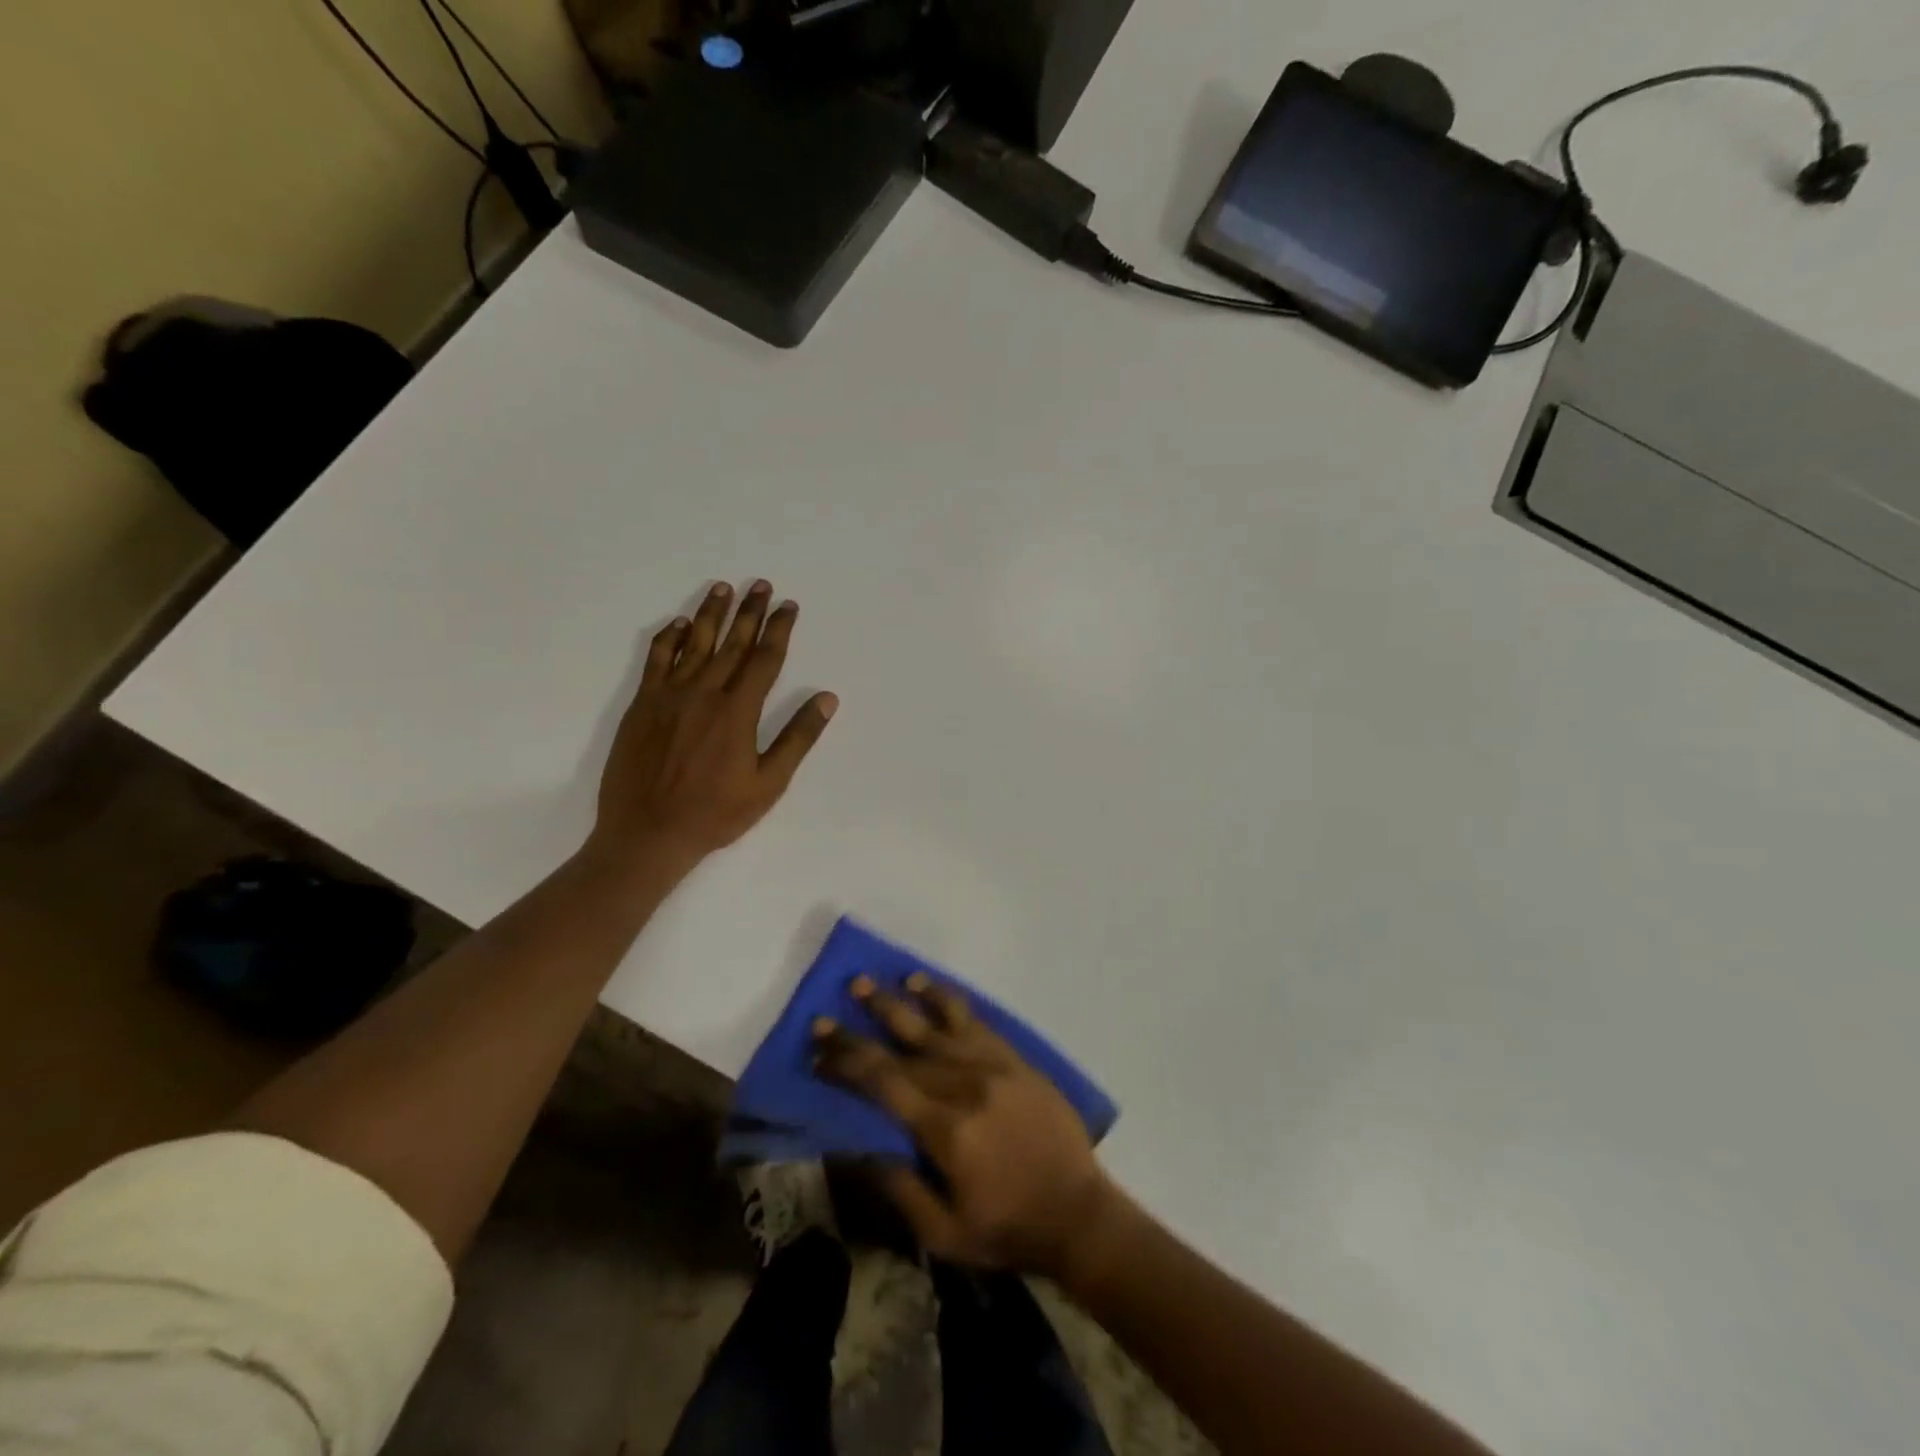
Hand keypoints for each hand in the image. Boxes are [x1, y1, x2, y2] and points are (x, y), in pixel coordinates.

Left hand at [587, 580, 836, 879]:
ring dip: (710, 614)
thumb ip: (797, 738)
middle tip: (761, 585)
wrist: (647, 833)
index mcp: (738, 711)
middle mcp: (704, 693)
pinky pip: (656, 660)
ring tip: (723, 588)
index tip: (788, 606)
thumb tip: (826, 699)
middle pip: (732, 643)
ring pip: (693, 644)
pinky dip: (668, 639)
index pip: (765, 659)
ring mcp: (668, 696)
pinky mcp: (642, 705)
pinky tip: (678, 624)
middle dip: (749, 612)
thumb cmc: (716, 813)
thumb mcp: (769, 783)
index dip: (779, 630)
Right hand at [815, 974, 1115, 1278]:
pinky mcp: (1014, 1058)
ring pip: (937, 1024)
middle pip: (904, 1049)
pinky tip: (926, 986)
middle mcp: (965, 1085)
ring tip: (872, 982)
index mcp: (945, 1129)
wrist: (1078, 1212)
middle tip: (830, 1011)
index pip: (884, 1083)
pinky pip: (974, 1020)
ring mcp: (993, 1065)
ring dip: (900, 1002)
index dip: (847, 1064)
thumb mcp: (944, 1233)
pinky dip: (946, 999)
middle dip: (861, 1029)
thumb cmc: (1007, 1228)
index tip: (818, 1049)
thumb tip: (860, 1145)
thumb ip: (900, 1187)